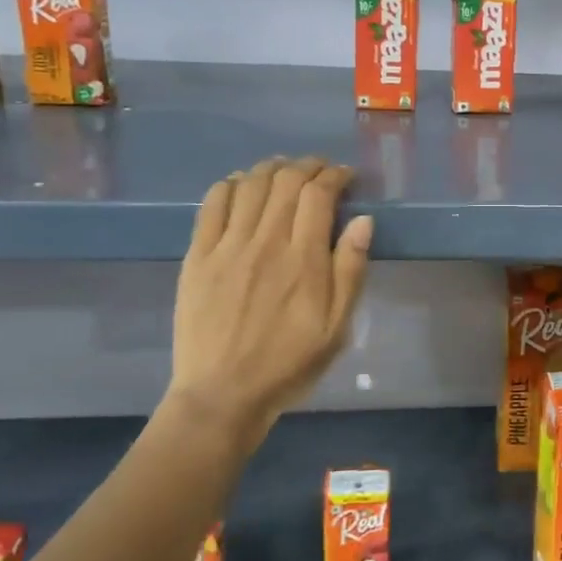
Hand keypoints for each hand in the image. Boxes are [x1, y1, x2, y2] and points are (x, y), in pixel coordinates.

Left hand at [165, 157, 372, 447]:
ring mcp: (227, 246)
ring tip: (284, 170)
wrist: (223, 394)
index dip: (335, 176)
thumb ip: (350, 270)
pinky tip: (241, 184)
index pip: (319, 195)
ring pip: (250, 184)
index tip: (345, 176)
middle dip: (307, 166)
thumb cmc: (289, 364)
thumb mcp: (337, 327)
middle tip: (319, 170)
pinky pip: (212, 204)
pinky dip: (229, 184)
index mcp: (304, 260)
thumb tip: (363, 221)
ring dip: (271, 168)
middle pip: (286, 181)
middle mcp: (266, 242)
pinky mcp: (198, 256)